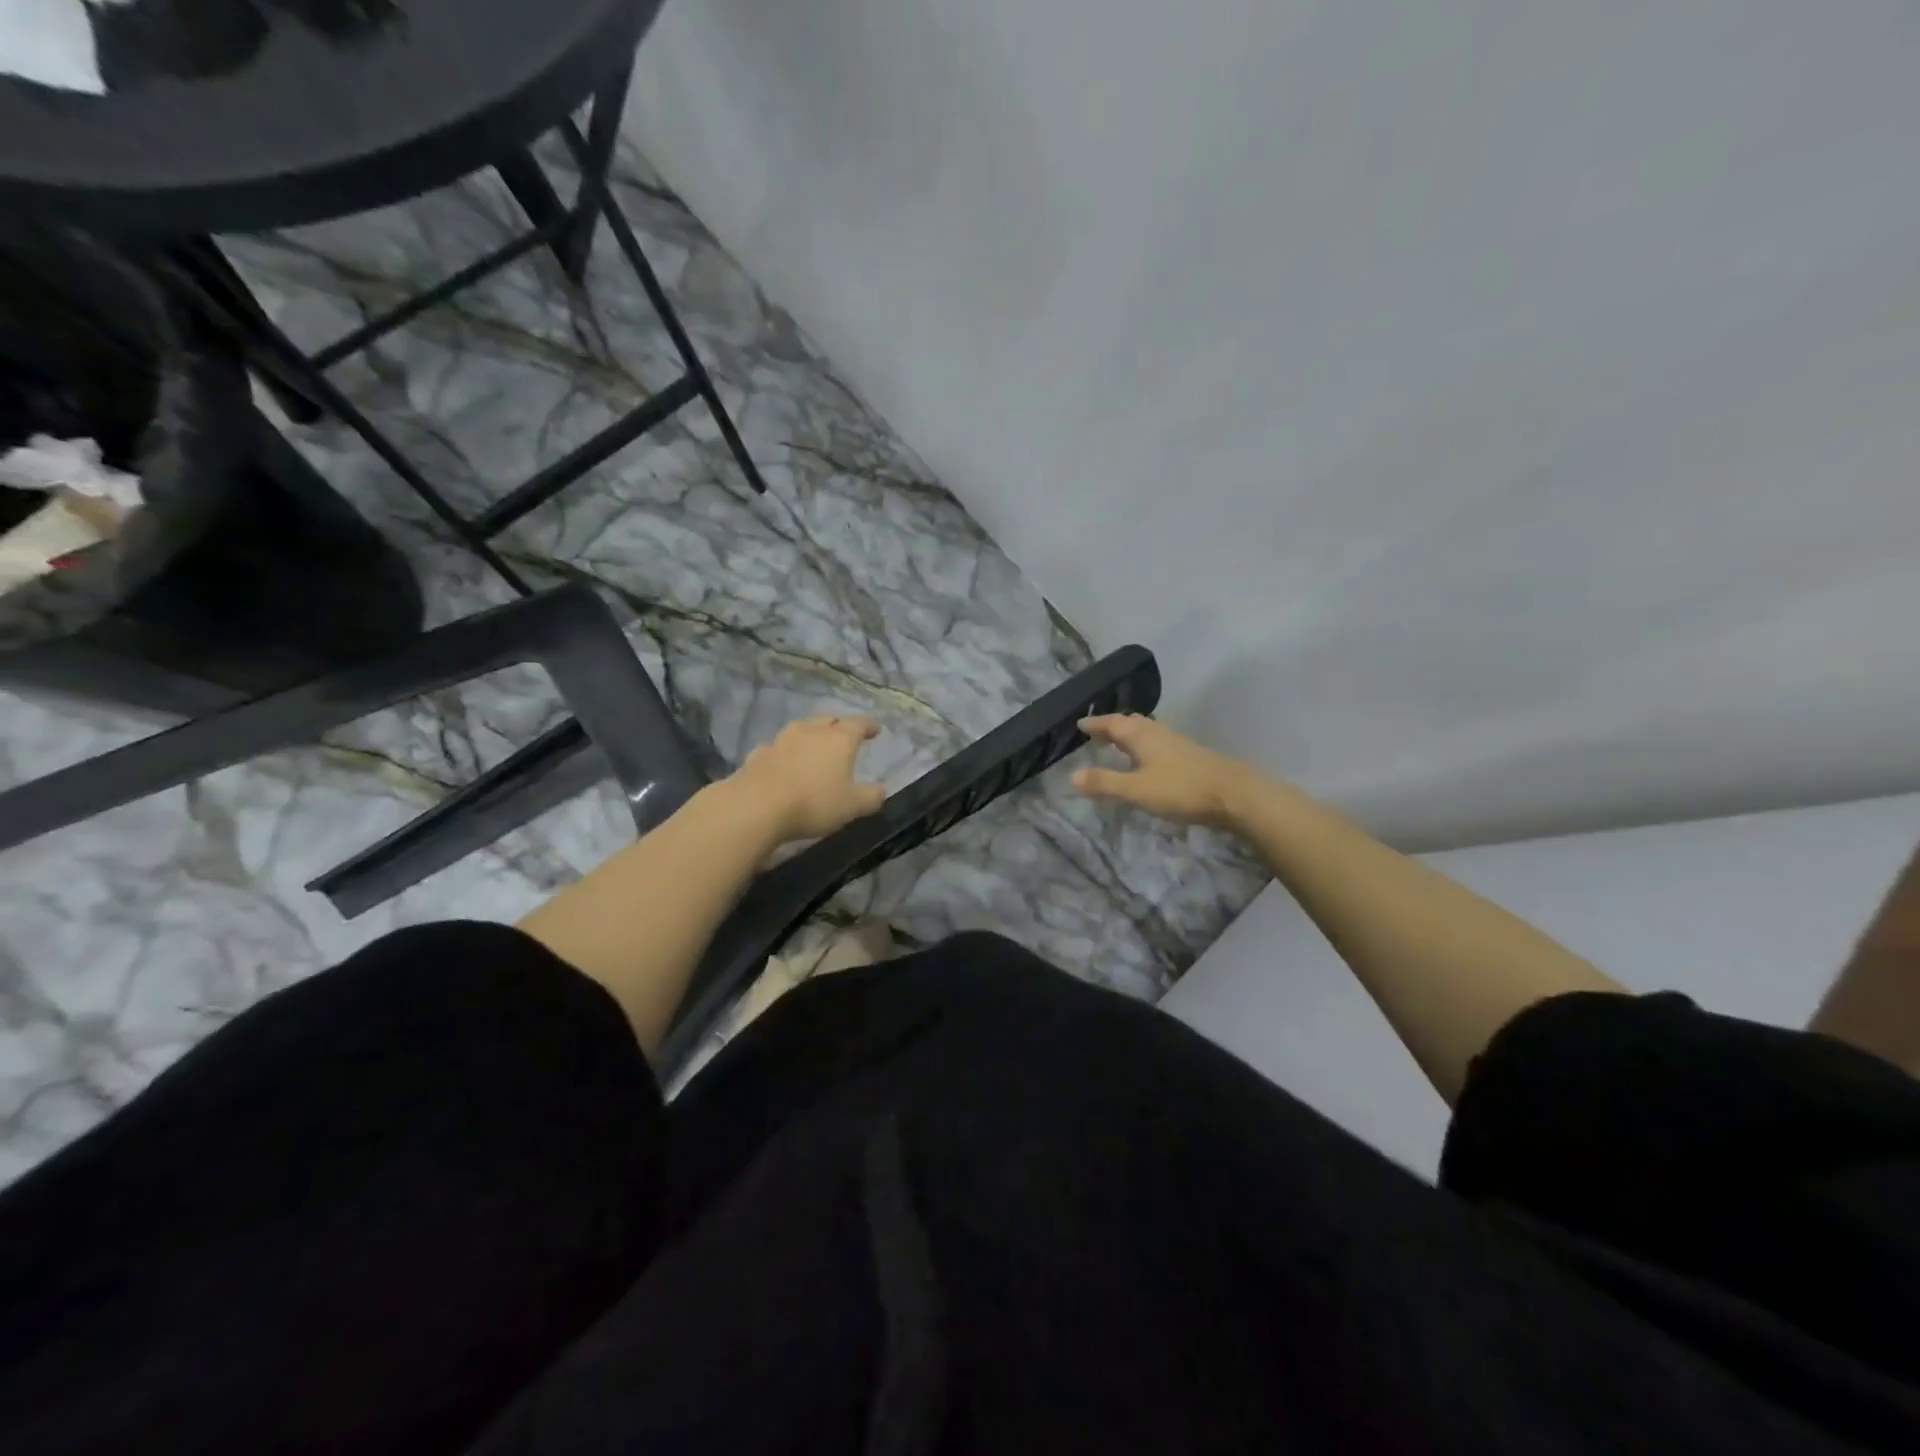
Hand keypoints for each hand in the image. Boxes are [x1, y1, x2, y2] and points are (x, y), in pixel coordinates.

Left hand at [729, 714, 886, 843]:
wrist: (756, 807)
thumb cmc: (813, 803)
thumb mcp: (852, 807)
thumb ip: (871, 797)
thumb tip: (881, 789)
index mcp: (839, 740)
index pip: (859, 723)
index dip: (869, 725)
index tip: (876, 729)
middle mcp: (811, 731)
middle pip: (829, 720)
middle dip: (839, 725)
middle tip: (845, 735)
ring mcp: (781, 740)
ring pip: (802, 729)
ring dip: (811, 735)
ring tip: (815, 747)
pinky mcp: (758, 753)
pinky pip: (778, 747)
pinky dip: (786, 753)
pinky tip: (784, 763)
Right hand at [1071, 714, 1256, 828]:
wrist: (1235, 795)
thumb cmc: (1181, 789)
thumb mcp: (1136, 790)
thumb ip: (1104, 783)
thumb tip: (1072, 776)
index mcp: (1141, 735)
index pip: (1111, 723)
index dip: (1094, 723)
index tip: (1079, 724)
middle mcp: (1158, 732)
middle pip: (1130, 723)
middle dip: (1112, 726)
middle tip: (1096, 733)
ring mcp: (1177, 742)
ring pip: (1147, 732)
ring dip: (1129, 736)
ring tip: (1117, 745)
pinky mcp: (1190, 756)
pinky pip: (1158, 743)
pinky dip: (1144, 747)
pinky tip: (1148, 761)